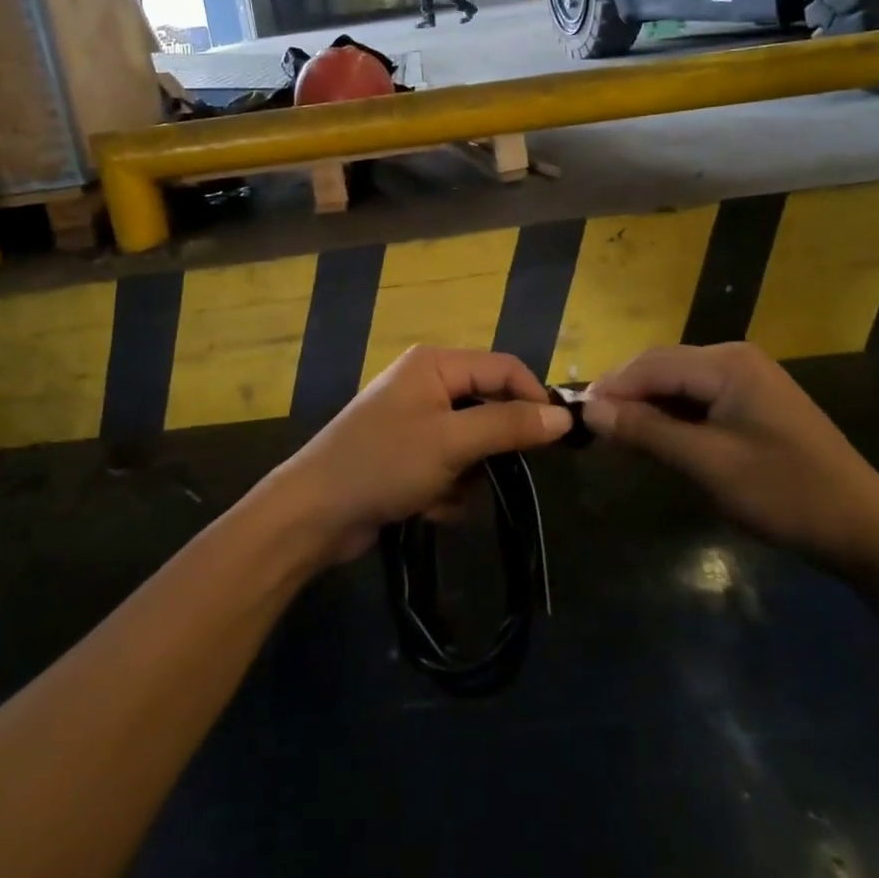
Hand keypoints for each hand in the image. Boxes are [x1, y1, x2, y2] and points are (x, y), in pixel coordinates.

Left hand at [265, 346, 572, 565]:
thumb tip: (563, 417)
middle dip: (490, 450)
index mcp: (436, 364)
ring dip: (467, 476)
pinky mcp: (408, 455)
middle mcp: (427, 383)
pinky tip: (426, 507)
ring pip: (474, 445)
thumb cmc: (384, 463)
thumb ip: (508, 425)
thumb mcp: (452, 442)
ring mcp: (416, 420)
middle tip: (486, 474)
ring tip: (442, 495)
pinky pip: (451, 466)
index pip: (504, 368)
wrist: (315, 512)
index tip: (556, 440)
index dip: (532, 399)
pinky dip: (447, 489)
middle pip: (489, 408)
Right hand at [583, 343, 878, 576]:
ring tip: (614, 433)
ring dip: (645, 404)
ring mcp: (747, 378)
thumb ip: (646, 431)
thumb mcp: (707, 463)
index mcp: (727, 363)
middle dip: (625, 393)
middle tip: (590, 426)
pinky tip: (655, 436)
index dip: (610, 388)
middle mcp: (734, 358)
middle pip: (662, 366)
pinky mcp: (753, 401)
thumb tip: (589, 409)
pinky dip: (671, 414)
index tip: (573, 415)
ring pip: (677, 381)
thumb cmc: (785, 492)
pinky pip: (697, 397)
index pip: (650, 365)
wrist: (865, 528)